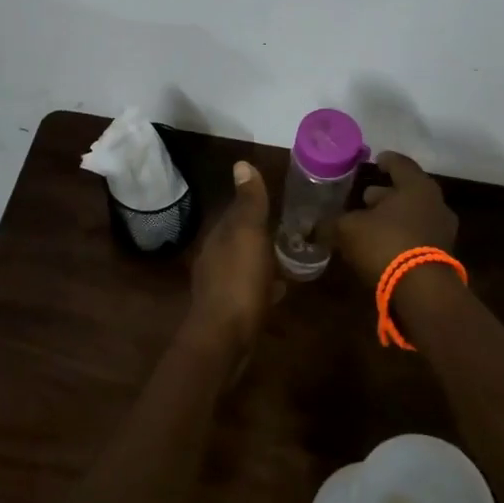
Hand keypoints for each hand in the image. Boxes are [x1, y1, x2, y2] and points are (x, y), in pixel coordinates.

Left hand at [185, 160, 281, 354]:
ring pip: (244, 264)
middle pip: (239, 240)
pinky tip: (279, 290)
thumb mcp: (249, 234)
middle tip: (289, 232)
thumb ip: (248, 203)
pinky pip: (249, 289)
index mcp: (218, 237)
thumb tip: (240, 163)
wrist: (224, 338)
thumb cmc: (240, 280)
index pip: (234, 214)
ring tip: (288, 259)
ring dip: (261, 260)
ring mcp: (219, 287)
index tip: (278, 205)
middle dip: (259, 235)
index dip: (253, 208)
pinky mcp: (229, 312)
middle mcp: (214, 258)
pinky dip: (263, 285)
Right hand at [335, 152, 458, 288]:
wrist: (423, 292)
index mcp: (416, 187)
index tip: (375, 161)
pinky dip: (401, 236)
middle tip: (365, 197)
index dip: (386, 161)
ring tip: (370, 224)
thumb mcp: (349, 230)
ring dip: (393, 217)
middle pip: (408, 191)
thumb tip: (312, 226)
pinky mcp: (442, 256)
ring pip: (414, 215)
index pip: (400, 164)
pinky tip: (382, 246)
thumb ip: (332, 223)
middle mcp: (435, 203)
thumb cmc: (386, 244)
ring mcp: (442, 231)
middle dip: (386, 194)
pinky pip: (418, 237)